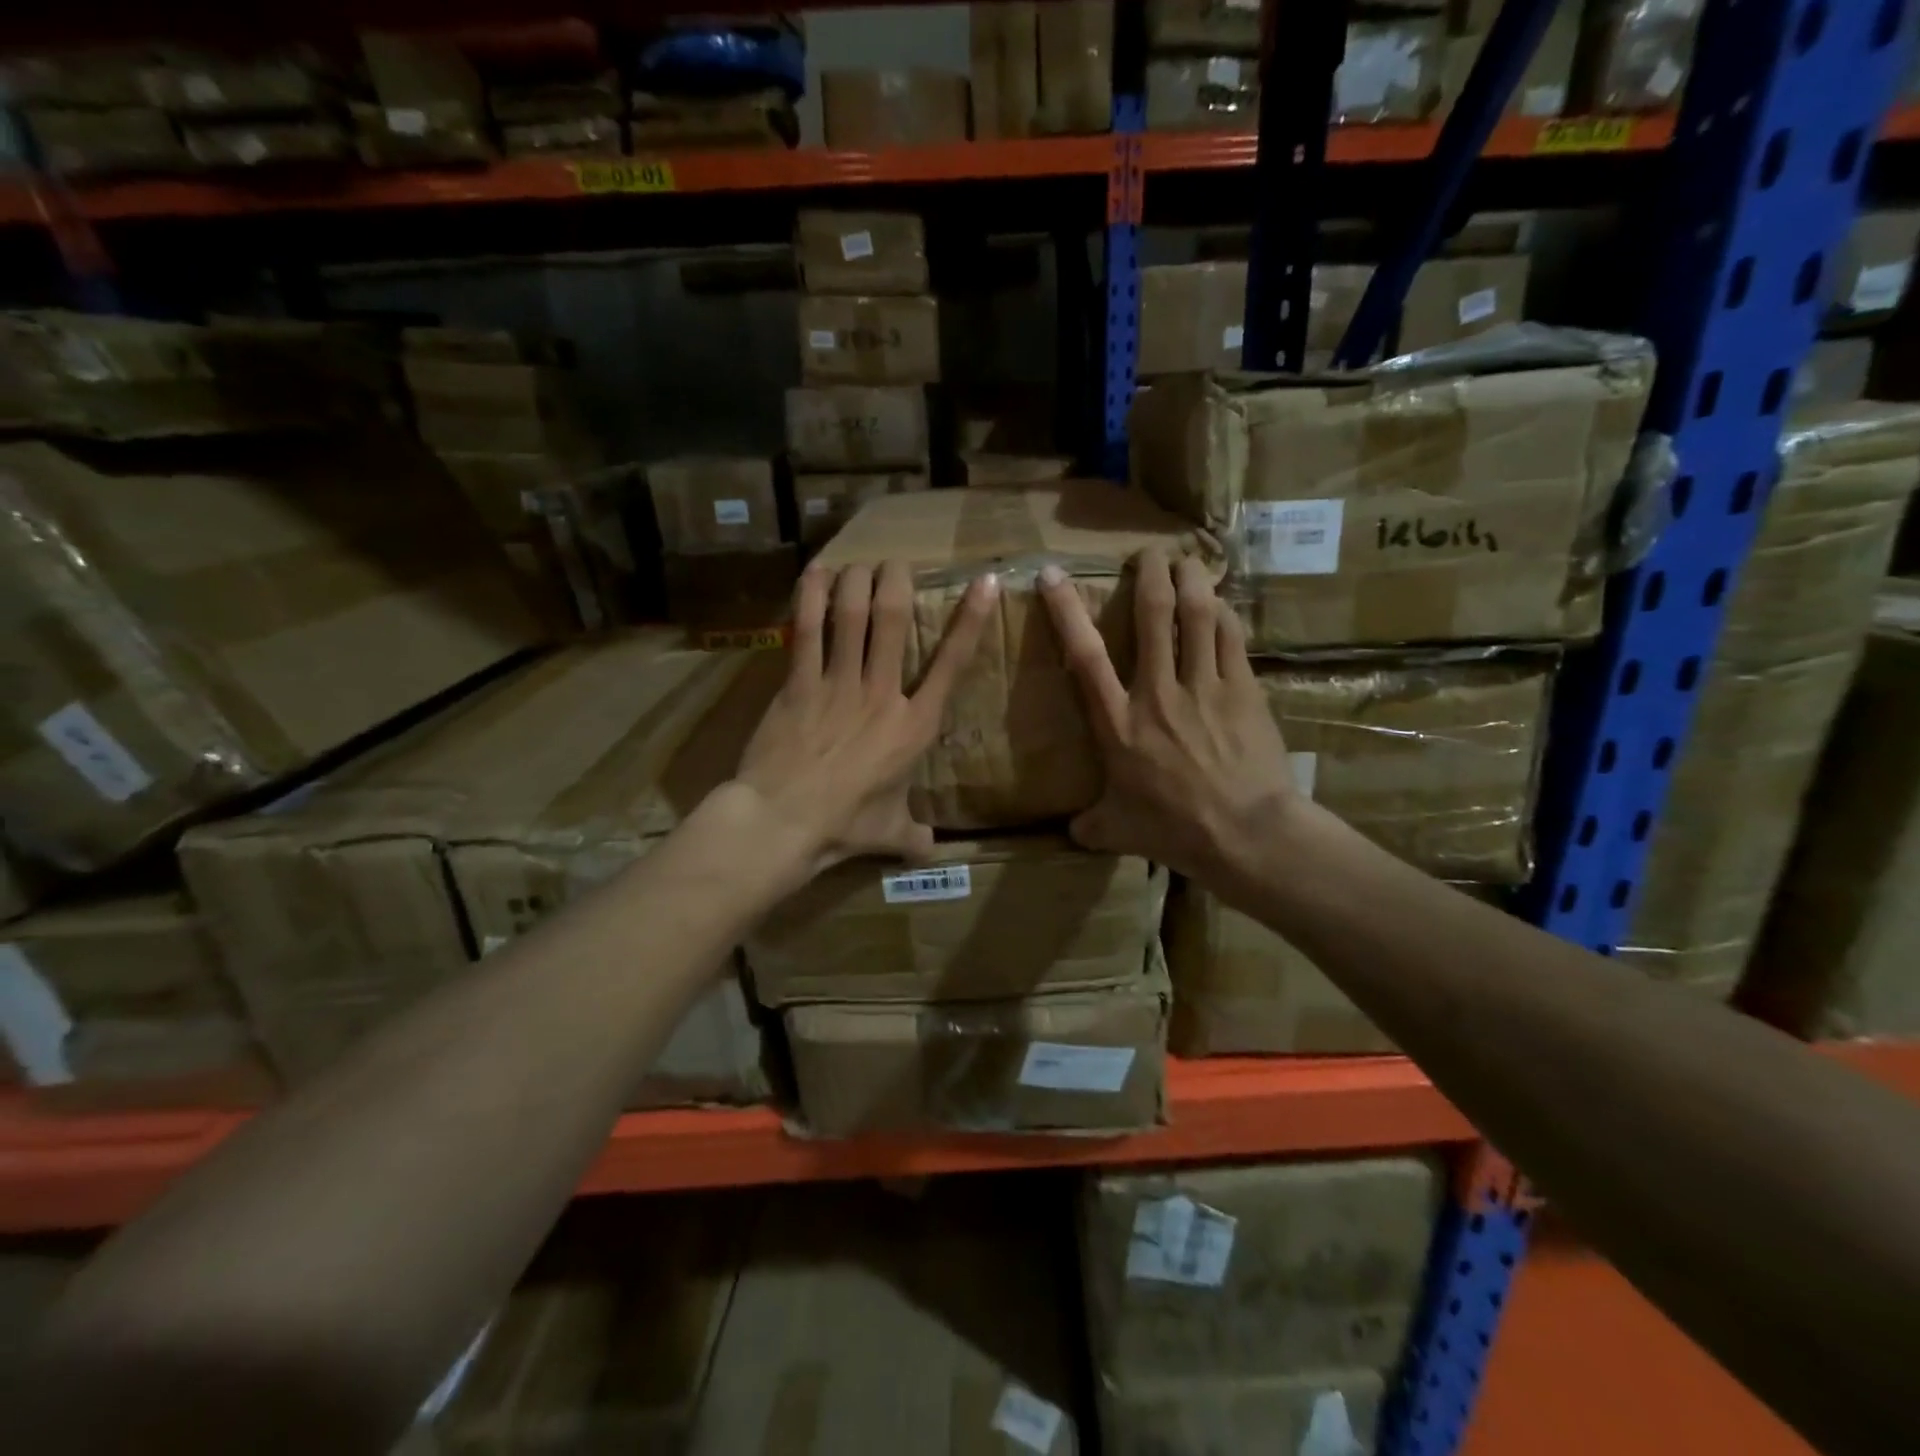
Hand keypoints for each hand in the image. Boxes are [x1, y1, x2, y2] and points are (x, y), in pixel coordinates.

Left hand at [735, 559, 997, 874]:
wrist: (784, 821)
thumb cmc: (844, 826)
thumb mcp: (891, 834)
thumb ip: (915, 836)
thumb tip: (932, 850)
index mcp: (914, 725)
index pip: (952, 663)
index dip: (970, 619)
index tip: (983, 582)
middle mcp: (882, 692)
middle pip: (894, 620)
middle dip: (897, 582)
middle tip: (895, 565)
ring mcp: (838, 683)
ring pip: (852, 615)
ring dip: (858, 581)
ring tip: (860, 564)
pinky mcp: (798, 682)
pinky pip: (808, 629)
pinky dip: (811, 596)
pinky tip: (816, 572)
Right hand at [1038, 547, 1297, 884]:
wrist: (1247, 833)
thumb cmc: (1176, 830)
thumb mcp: (1119, 831)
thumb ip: (1091, 825)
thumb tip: (1073, 832)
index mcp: (1119, 723)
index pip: (1085, 657)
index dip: (1066, 611)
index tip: (1053, 576)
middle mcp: (1158, 692)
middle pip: (1152, 616)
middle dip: (1149, 574)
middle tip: (1149, 552)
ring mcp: (1204, 687)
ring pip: (1197, 615)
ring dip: (1191, 580)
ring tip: (1187, 561)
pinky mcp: (1243, 690)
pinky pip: (1230, 637)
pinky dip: (1223, 613)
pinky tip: (1221, 603)